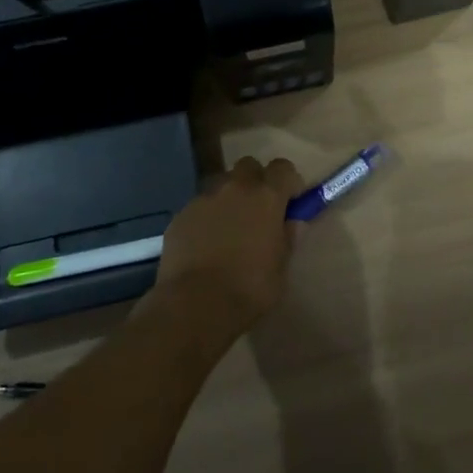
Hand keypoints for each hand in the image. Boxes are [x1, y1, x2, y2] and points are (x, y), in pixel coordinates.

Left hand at [153, 157, 304, 339]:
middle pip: (249, 166)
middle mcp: (235, 188)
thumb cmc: (248, 290)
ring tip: (228, 230)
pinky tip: (203, 245)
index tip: (289, 201)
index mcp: (266, 197)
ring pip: (221, 185)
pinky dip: (205, 218)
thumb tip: (292, 222)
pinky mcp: (180, 215)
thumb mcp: (280, 269)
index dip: (288, 181)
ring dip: (229, 198)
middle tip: (257, 210)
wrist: (194, 306)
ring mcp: (204, 199)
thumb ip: (287, 239)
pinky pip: (199, 207)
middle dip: (255, 181)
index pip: (283, 168)